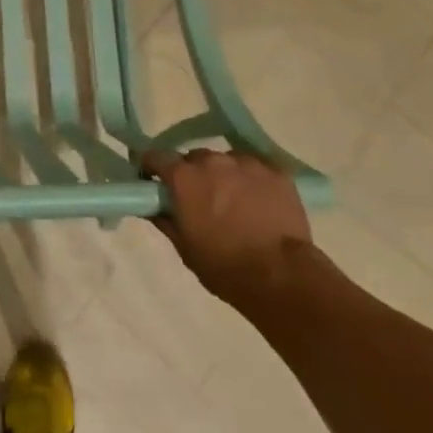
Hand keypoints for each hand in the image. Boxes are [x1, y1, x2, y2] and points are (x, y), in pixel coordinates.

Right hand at [141, 148, 312, 307]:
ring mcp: (246, 163)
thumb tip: (151, 206)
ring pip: (226, 161)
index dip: (153, 168)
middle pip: (194, 158)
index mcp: (184, 177)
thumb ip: (164, 219)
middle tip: (200, 199)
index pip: (156, 156)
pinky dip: (251, 180)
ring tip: (235, 201)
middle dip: (192, 174)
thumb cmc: (224, 265)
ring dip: (223, 175)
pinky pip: (255, 168)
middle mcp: (212, 161)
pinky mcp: (276, 171)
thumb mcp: (184, 247)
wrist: (281, 275)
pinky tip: (259, 202)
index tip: (154, 181)